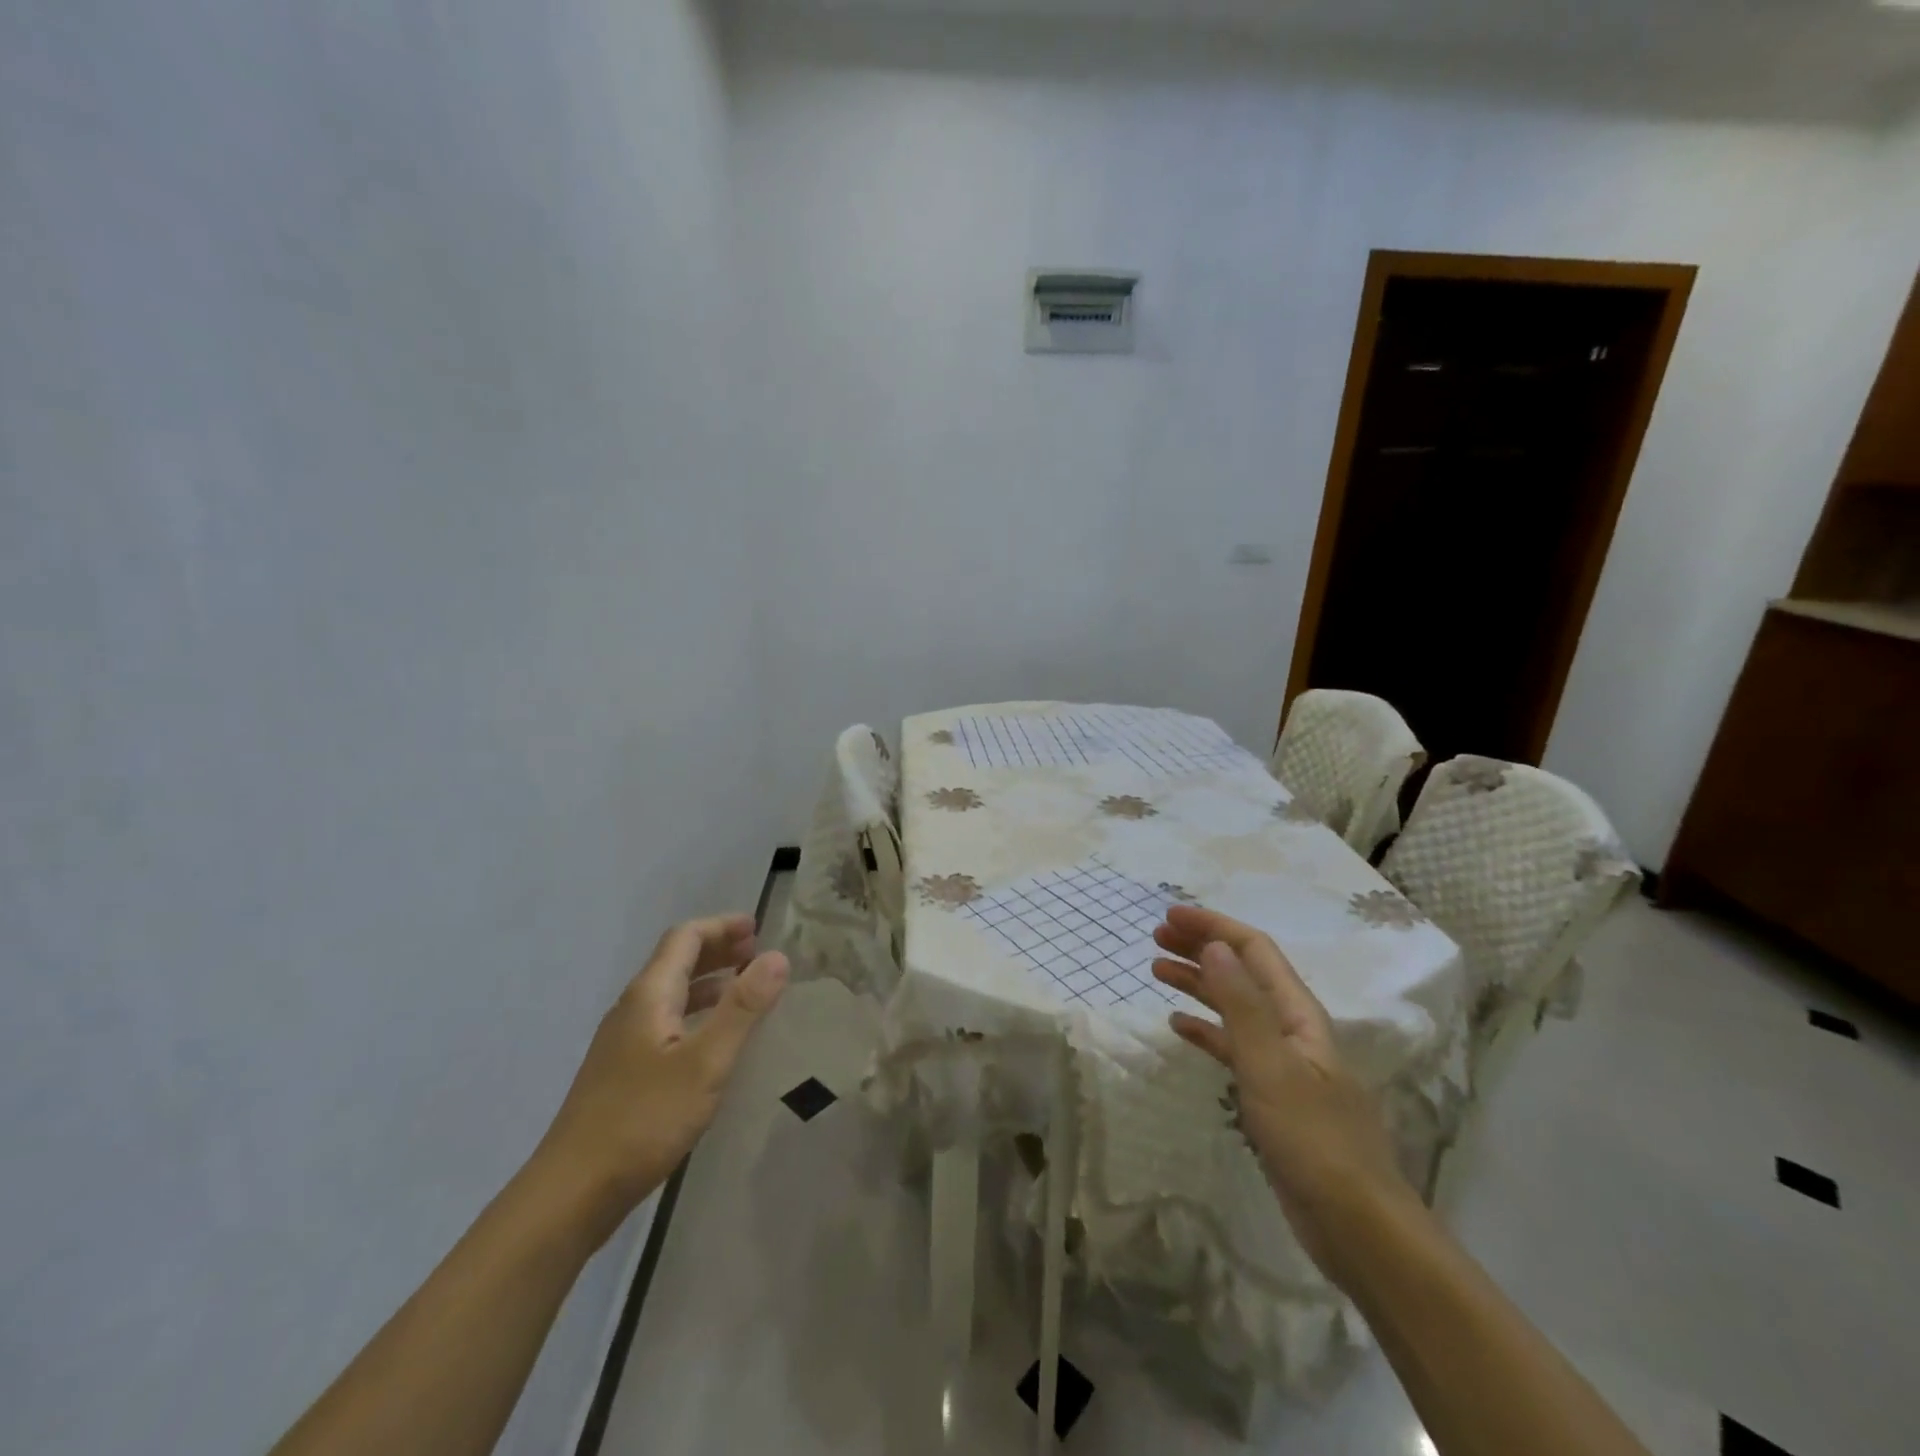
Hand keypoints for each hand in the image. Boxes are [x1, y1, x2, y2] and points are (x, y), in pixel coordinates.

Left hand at [531, 914, 787, 1237]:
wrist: (571, 1194)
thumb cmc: (643, 1121)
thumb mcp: (705, 1062)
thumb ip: (743, 1008)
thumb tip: (777, 956)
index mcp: (648, 996)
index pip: (685, 938)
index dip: (722, 926)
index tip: (759, 928)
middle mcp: (632, 1010)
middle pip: (676, 961)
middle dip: (718, 949)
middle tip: (758, 953)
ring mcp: (623, 1043)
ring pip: (671, 993)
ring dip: (709, 981)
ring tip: (746, 987)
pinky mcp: (622, 1072)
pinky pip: (666, 1021)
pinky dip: (697, 1012)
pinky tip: (713, 1039)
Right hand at [1152, 904, 1414, 1283]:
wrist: (1356, 1226)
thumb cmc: (1314, 1140)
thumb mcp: (1271, 1066)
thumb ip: (1241, 1004)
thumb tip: (1215, 945)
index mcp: (1298, 1014)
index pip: (1254, 950)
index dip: (1213, 926)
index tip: (1169, 916)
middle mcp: (1290, 1028)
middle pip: (1242, 972)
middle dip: (1201, 948)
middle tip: (1156, 938)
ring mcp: (1281, 1062)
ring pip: (1233, 1006)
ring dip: (1198, 983)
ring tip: (1157, 970)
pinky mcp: (1271, 1094)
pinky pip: (1231, 1046)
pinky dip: (1204, 1029)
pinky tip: (1178, 1026)